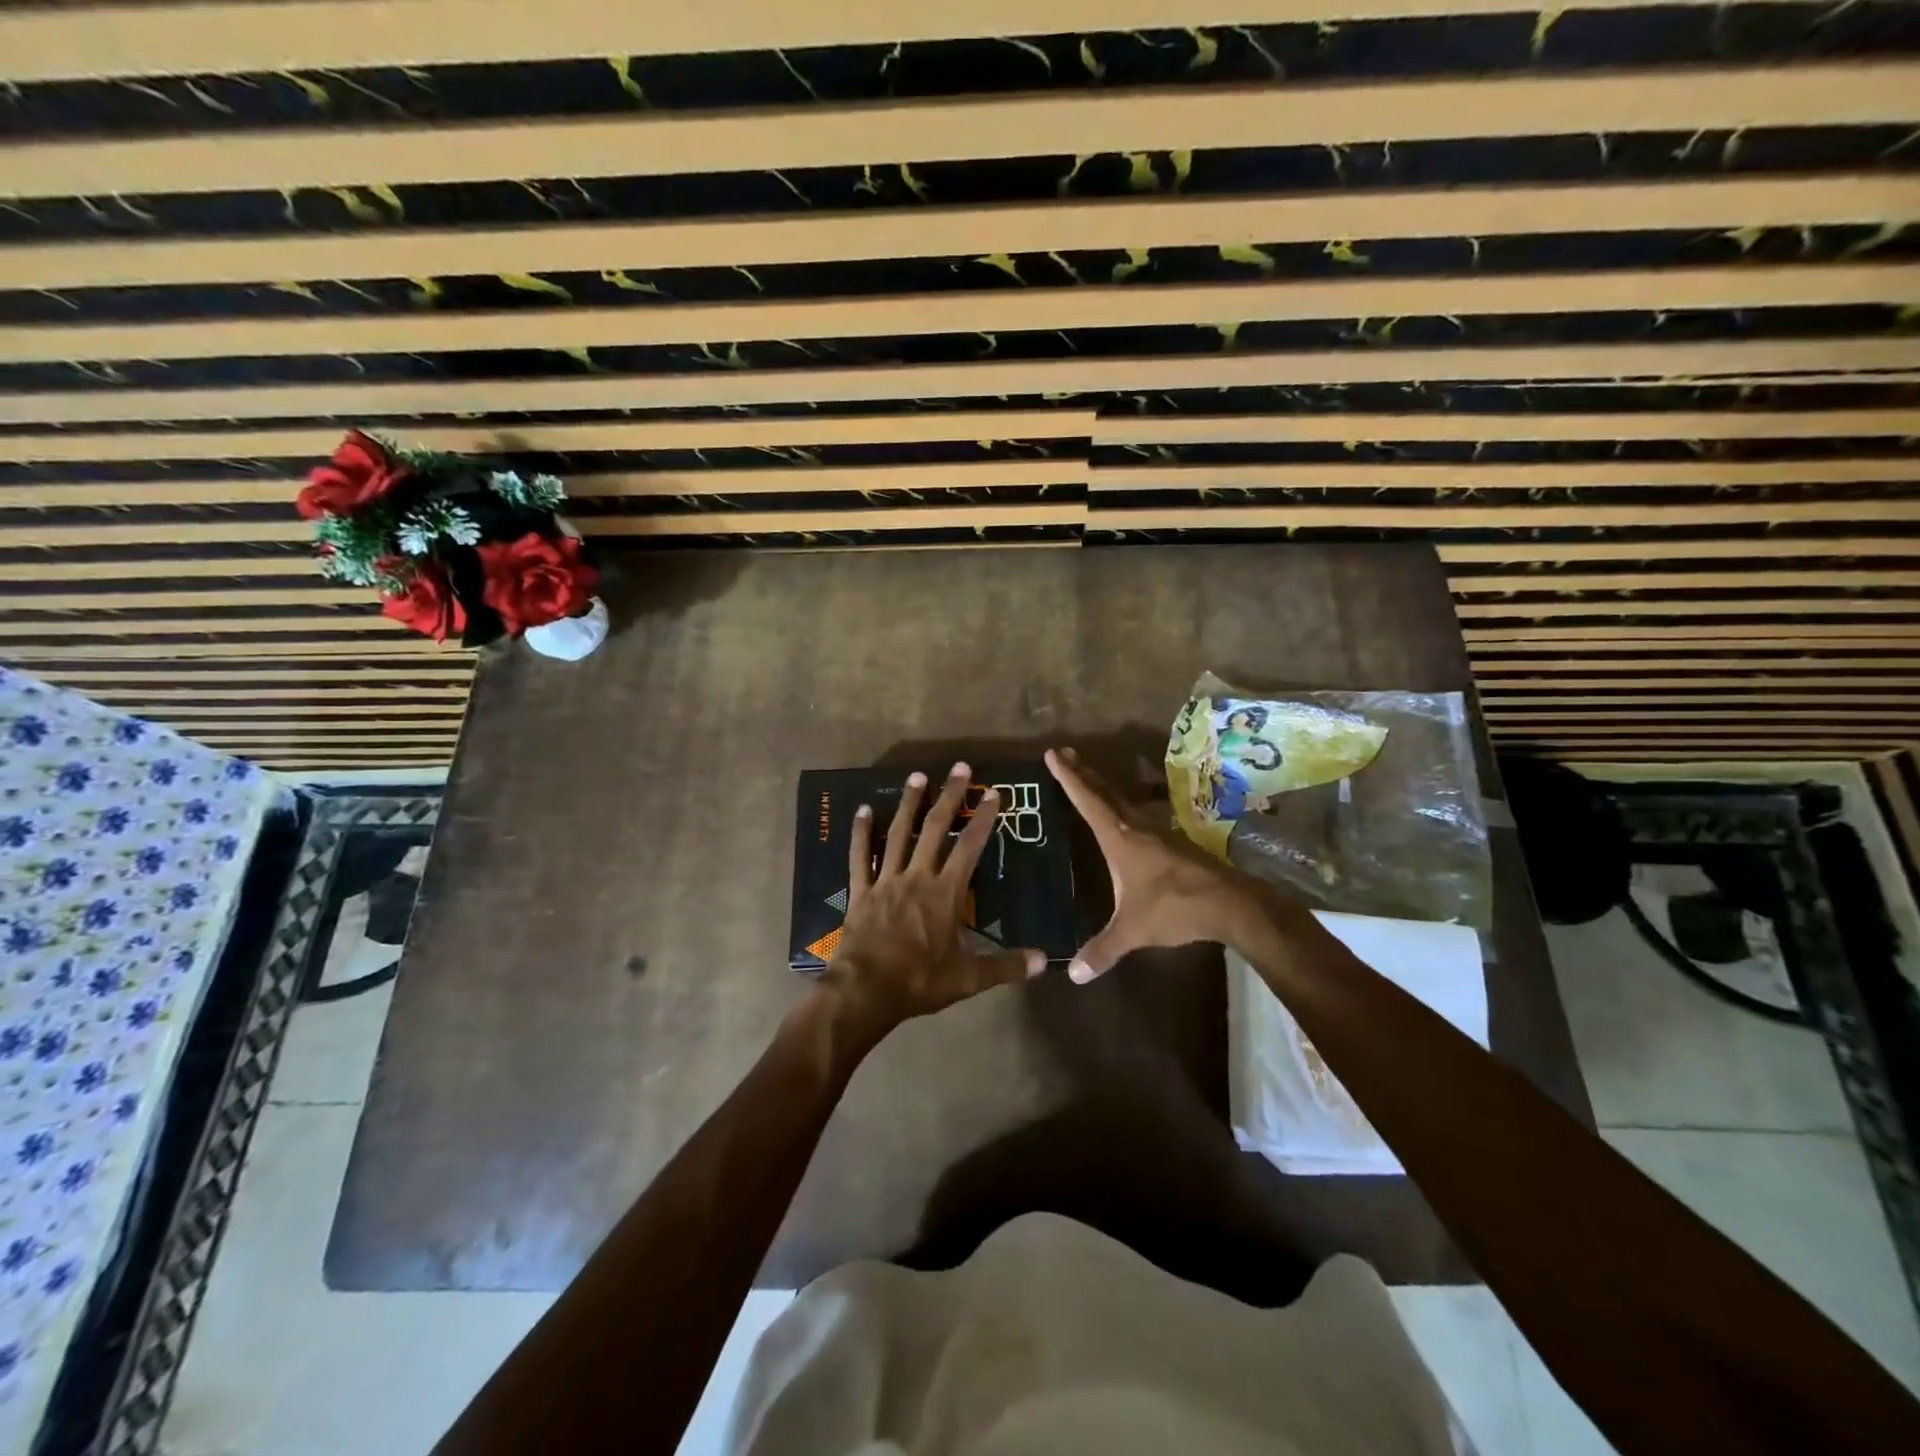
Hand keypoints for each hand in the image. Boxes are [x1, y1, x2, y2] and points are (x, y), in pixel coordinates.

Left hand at [821, 763, 1044, 1035]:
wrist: (866, 990)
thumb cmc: (920, 981)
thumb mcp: (970, 978)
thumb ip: (1007, 966)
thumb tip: (1045, 961)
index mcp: (946, 893)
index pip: (970, 847)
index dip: (983, 819)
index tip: (992, 793)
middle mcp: (917, 876)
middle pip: (936, 829)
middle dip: (949, 797)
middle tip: (959, 768)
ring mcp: (886, 880)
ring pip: (899, 833)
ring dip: (909, 803)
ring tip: (917, 776)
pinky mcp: (861, 890)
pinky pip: (860, 856)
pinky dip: (861, 832)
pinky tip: (862, 810)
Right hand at [1046, 746, 1286, 981]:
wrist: (1230, 903)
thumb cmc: (1175, 908)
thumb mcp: (1133, 930)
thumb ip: (1103, 949)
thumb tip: (1072, 975)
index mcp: (1120, 839)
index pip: (1088, 801)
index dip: (1068, 778)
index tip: (1052, 754)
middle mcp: (1136, 828)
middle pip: (1104, 792)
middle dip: (1082, 772)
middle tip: (1065, 751)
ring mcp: (1157, 833)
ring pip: (1123, 801)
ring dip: (1102, 786)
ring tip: (1088, 776)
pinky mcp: (1172, 843)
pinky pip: (1138, 814)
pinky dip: (1121, 806)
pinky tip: (1124, 815)